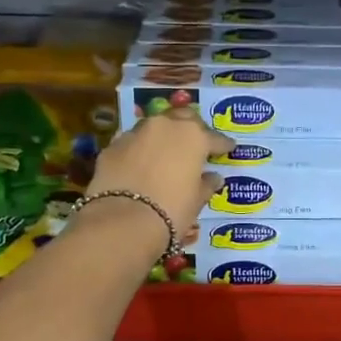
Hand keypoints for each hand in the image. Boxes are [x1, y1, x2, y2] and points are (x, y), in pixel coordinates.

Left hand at [80, 105, 233, 252]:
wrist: (122, 222)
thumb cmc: (171, 210)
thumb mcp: (196, 200)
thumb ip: (206, 184)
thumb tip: (213, 177)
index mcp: (193, 136)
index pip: (215, 138)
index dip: (223, 145)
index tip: (229, 148)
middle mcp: (165, 126)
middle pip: (183, 117)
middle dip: (192, 128)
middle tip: (197, 143)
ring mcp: (135, 133)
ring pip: (154, 127)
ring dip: (163, 136)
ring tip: (166, 153)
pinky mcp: (112, 147)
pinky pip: (132, 143)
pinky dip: (139, 150)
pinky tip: (140, 164)